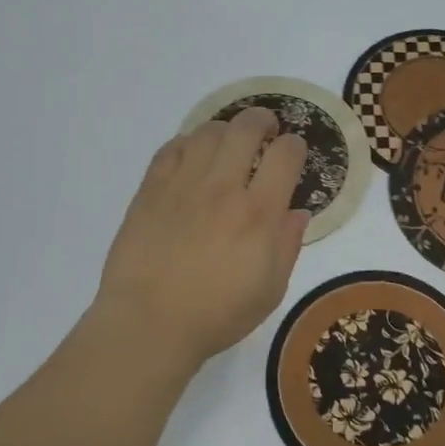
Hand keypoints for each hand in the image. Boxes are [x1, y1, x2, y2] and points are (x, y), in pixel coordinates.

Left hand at [93, 107, 309, 370]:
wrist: (148, 324)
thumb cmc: (216, 315)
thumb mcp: (270, 291)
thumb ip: (288, 246)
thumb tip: (296, 213)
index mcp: (258, 214)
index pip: (285, 155)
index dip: (295, 146)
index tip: (293, 153)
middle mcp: (222, 188)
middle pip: (246, 128)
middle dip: (262, 120)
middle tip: (265, 131)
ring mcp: (182, 185)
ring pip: (207, 132)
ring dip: (225, 130)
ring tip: (228, 144)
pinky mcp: (150, 190)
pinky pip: (170, 149)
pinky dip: (187, 144)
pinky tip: (191, 157)